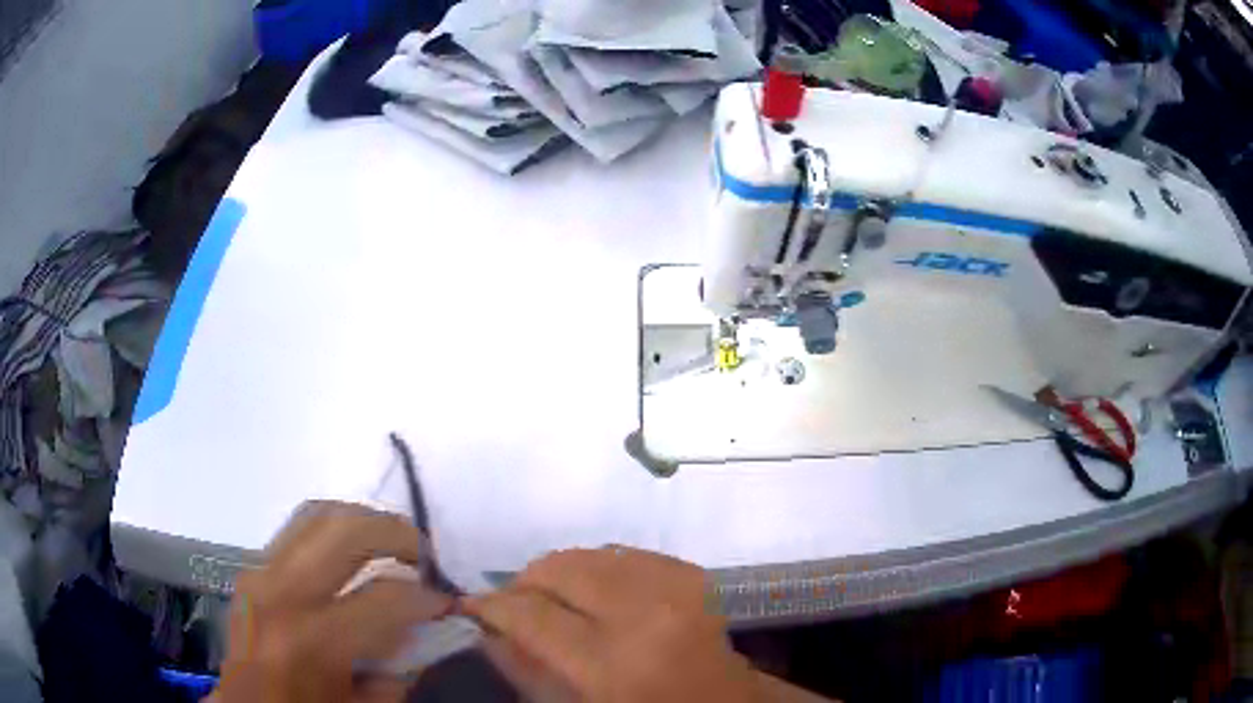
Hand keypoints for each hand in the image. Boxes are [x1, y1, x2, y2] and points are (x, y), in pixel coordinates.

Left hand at [211, 501, 454, 702]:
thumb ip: (399, 668)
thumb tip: (425, 628)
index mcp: (313, 640)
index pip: (384, 597)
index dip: (427, 599)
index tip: (446, 604)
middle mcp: (282, 593)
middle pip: (346, 530)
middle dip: (396, 534)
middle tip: (424, 555)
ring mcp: (260, 572)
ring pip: (318, 513)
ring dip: (363, 522)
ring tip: (390, 544)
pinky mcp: (252, 567)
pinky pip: (298, 530)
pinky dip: (333, 531)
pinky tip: (350, 556)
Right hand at [463, 547, 761, 702]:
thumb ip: (530, 669)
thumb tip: (488, 628)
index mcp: (616, 661)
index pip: (532, 615)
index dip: (492, 607)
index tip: (470, 606)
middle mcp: (648, 611)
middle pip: (561, 568)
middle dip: (525, 582)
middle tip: (511, 603)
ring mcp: (678, 586)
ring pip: (591, 553)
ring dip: (561, 573)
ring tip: (550, 598)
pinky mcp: (695, 574)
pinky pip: (627, 554)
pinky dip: (598, 567)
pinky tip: (593, 591)